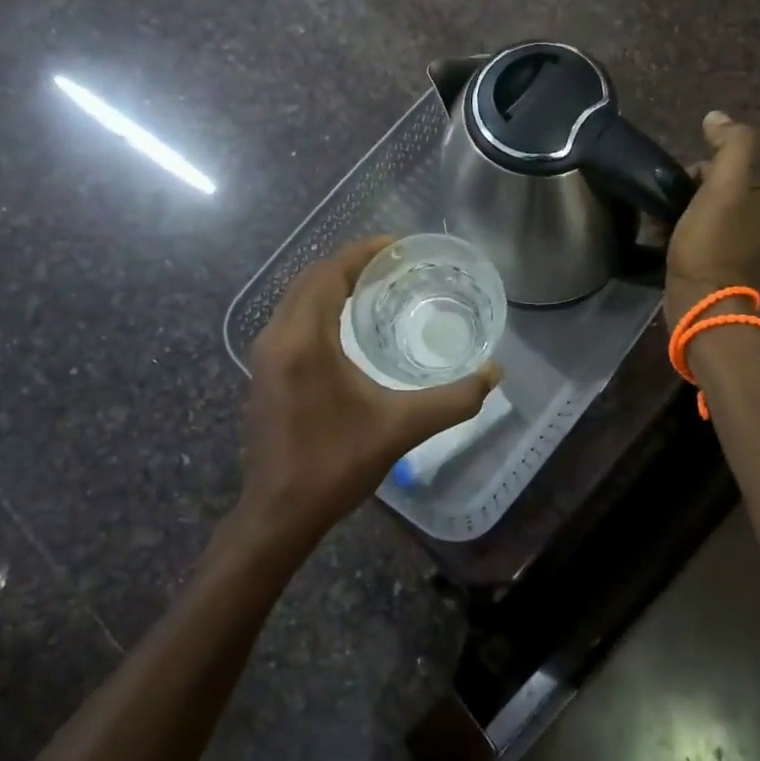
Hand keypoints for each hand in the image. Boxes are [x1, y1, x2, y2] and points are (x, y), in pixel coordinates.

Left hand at [237, 237, 499, 552]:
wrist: (279, 514)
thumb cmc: (336, 465)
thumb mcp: (401, 428)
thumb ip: (453, 399)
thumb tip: (495, 373)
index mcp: (304, 341)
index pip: (329, 274)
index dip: (362, 253)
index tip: (396, 246)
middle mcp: (277, 338)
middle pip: (310, 279)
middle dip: (348, 264)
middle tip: (391, 264)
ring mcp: (265, 356)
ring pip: (296, 298)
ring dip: (331, 283)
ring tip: (372, 284)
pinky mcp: (264, 372)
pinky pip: (291, 318)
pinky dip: (318, 305)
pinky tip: (346, 322)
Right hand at [664, 111, 759, 327]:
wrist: (704, 306)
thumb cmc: (712, 244)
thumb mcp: (722, 187)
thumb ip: (729, 145)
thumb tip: (718, 116)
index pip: (733, 166)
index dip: (702, 173)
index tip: (684, 190)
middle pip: (723, 189)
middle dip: (693, 196)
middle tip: (672, 212)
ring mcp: (758, 248)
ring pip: (714, 214)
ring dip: (687, 216)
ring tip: (665, 229)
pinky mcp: (738, 269)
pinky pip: (712, 239)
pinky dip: (692, 238)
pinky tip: (671, 244)